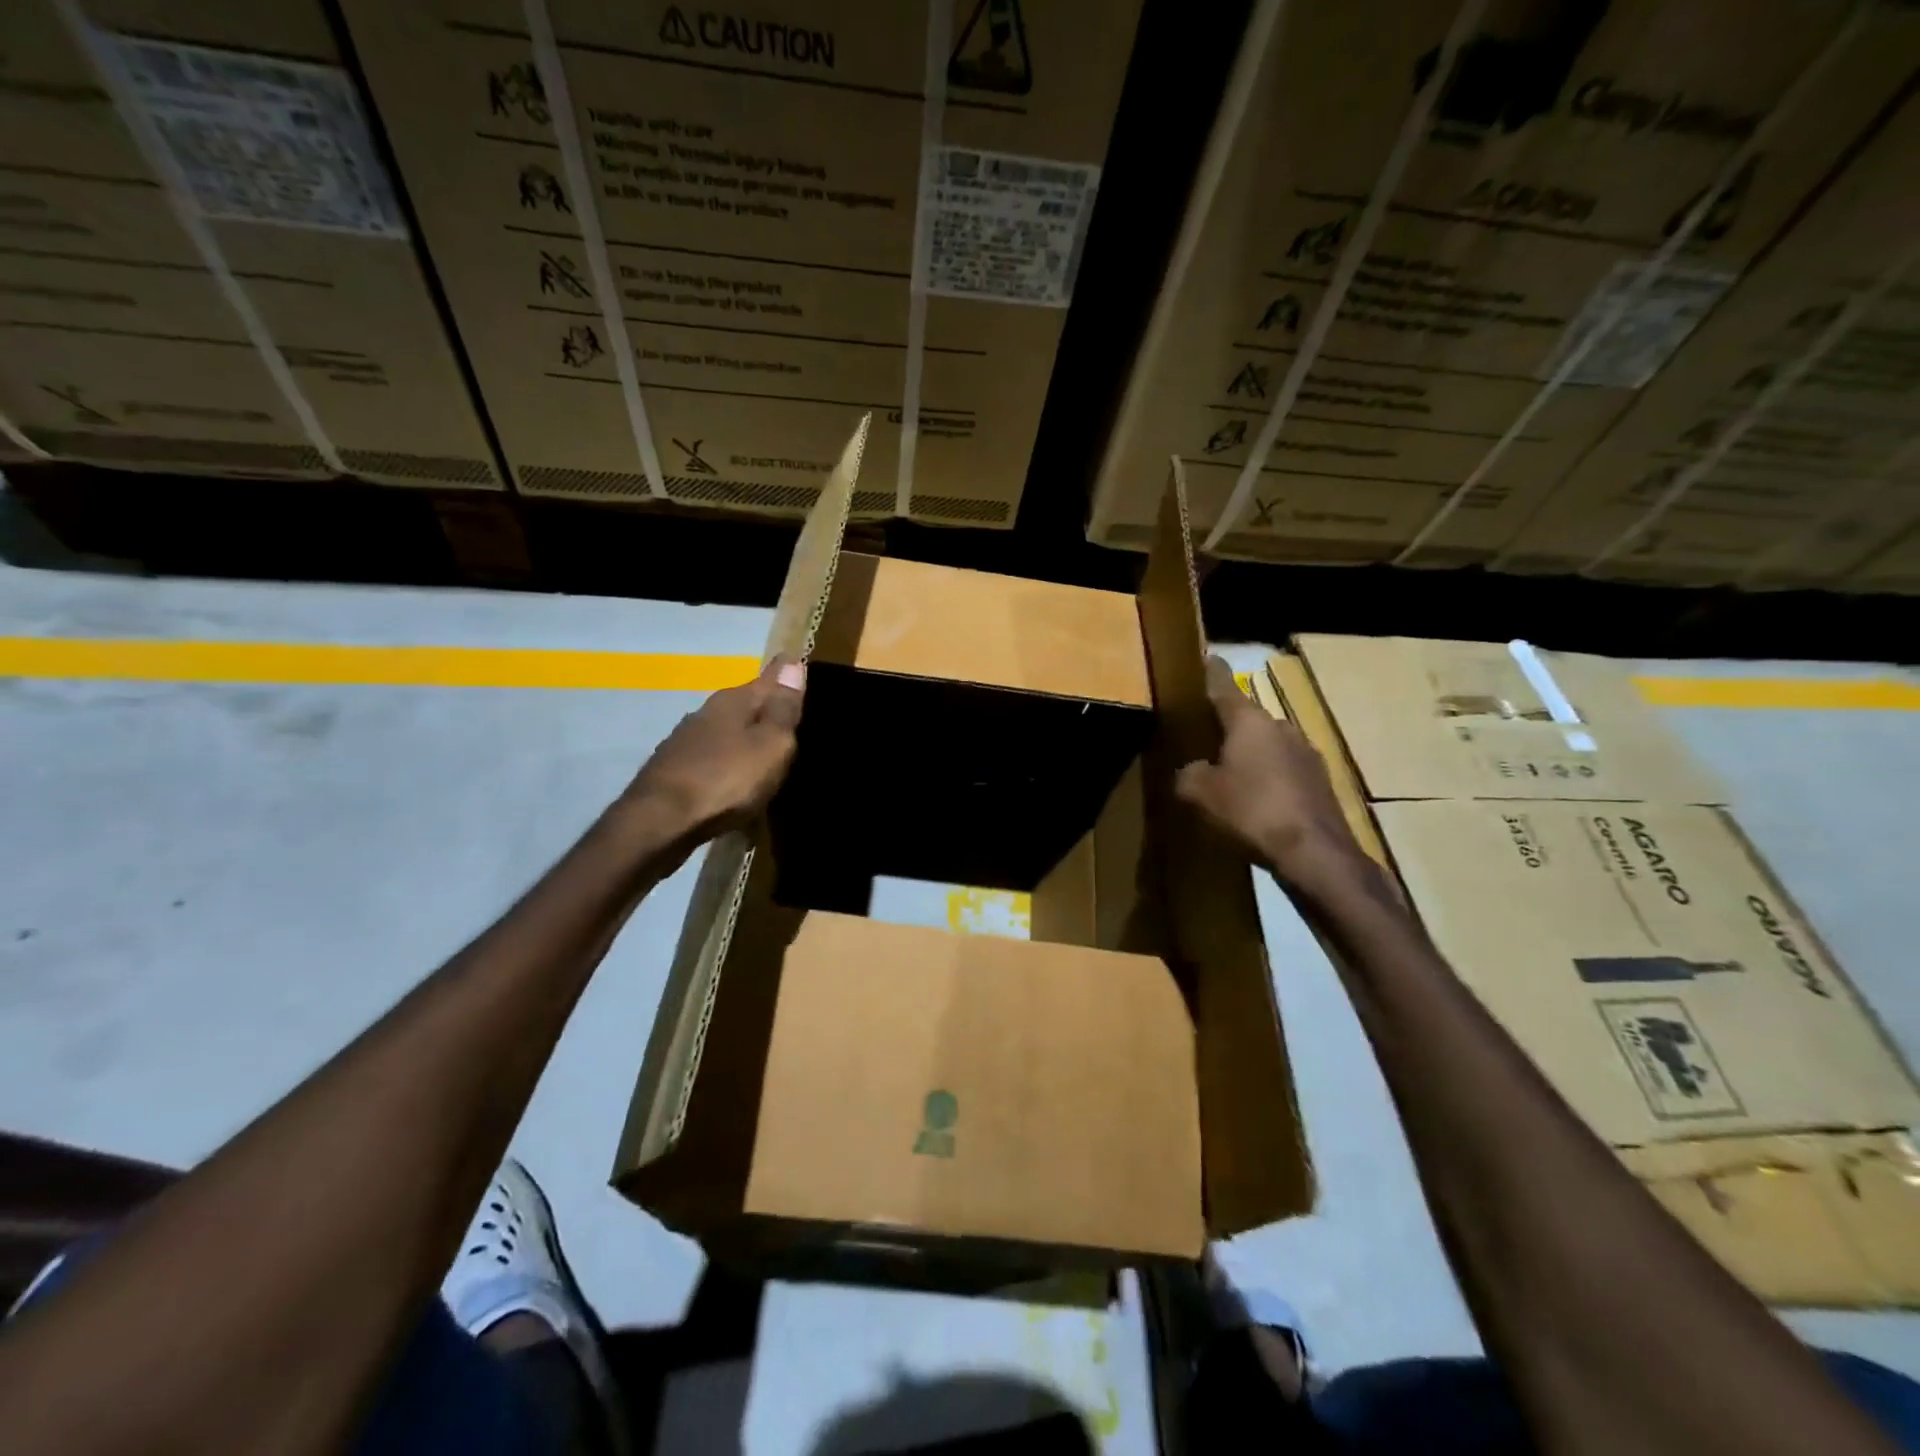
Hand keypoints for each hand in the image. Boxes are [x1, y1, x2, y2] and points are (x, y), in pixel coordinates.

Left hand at [624, 657, 805, 844]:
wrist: (660, 822)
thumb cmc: (726, 779)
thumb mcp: (770, 744)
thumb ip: (783, 708)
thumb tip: (793, 663)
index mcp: (734, 702)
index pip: (768, 677)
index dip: (786, 674)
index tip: (800, 664)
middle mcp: (707, 713)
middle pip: (746, 705)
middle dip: (766, 709)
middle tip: (792, 718)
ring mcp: (686, 741)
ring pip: (727, 732)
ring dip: (746, 738)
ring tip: (767, 753)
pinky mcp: (675, 771)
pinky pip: (713, 759)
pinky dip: (729, 764)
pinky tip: (736, 780)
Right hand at [1175, 656, 1368, 894]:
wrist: (1315, 853)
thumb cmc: (1251, 812)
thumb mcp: (1200, 793)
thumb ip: (1188, 774)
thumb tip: (1193, 770)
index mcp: (1250, 721)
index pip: (1224, 687)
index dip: (1212, 674)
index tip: (1207, 658)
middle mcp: (1282, 727)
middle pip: (1248, 720)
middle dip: (1228, 728)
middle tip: (1205, 740)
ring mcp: (1307, 754)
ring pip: (1268, 747)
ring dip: (1251, 757)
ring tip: (1231, 778)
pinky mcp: (1321, 783)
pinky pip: (1285, 773)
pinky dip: (1269, 781)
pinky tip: (1257, 804)